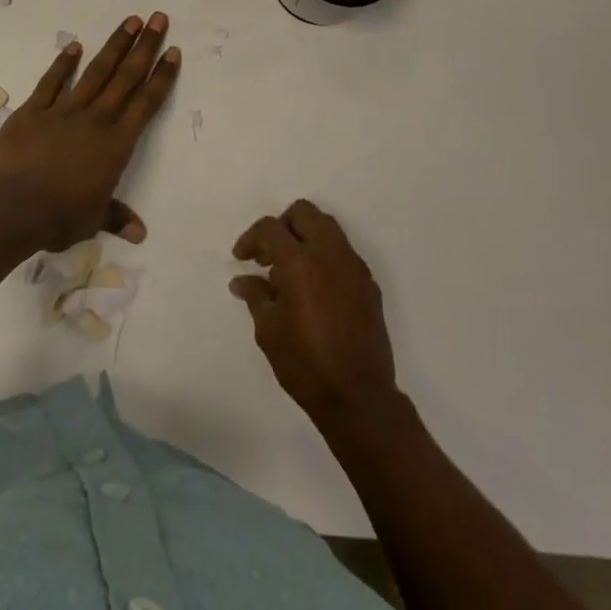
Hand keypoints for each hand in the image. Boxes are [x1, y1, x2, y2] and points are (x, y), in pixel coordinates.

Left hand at [0, 13, 180, 251]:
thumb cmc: (59, 217)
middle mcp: (96, 119)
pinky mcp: (33, 111)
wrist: (13, 209)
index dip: (161, 76)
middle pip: (126, 77)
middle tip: (158, 18)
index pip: (147, 103)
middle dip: (145, 46)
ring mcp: (64, 111)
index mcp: (117, 144)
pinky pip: (52, 82)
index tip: (173, 51)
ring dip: (114, 45)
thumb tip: (140, 233)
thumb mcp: (93, 220)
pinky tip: (75, 46)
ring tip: (130, 21)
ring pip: (96, 72)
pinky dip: (63, 64)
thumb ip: (116, 217)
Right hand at [231, 200, 399, 431]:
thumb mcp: (269, 330)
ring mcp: (353, 265)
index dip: (251, 238)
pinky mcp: (368, 282)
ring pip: (327, 227)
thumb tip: (242, 280)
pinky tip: (314, 288)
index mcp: (300, 261)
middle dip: (282, 226)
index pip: (271, 228)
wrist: (358, 396)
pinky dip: (324, 256)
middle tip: (268, 255)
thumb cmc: (305, 363)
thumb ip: (256, 295)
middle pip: (303, 213)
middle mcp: (329, 252)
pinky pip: (343, 252)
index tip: (242, 258)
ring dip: (305, 237)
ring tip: (289, 271)